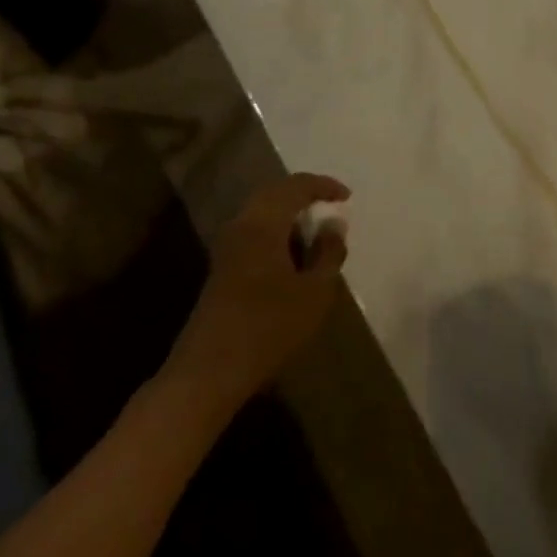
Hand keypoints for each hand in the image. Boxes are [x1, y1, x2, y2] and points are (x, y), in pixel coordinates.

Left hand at [167, 173, 349, 411]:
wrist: (210, 370)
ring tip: (316, 234)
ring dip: (290, 216)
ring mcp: (227, 246)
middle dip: (304, 196)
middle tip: (331, 208)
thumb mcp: (315, 292)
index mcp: (263, 222)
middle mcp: (241, 224)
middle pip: (274, 194)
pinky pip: (254, 233)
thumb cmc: (269, 327)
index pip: (295, 186)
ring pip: (262, 214)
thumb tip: (334, 226)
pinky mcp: (222, 267)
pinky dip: (277, 234)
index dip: (323, 186)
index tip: (346, 197)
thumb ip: (329, 254)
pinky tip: (293, 258)